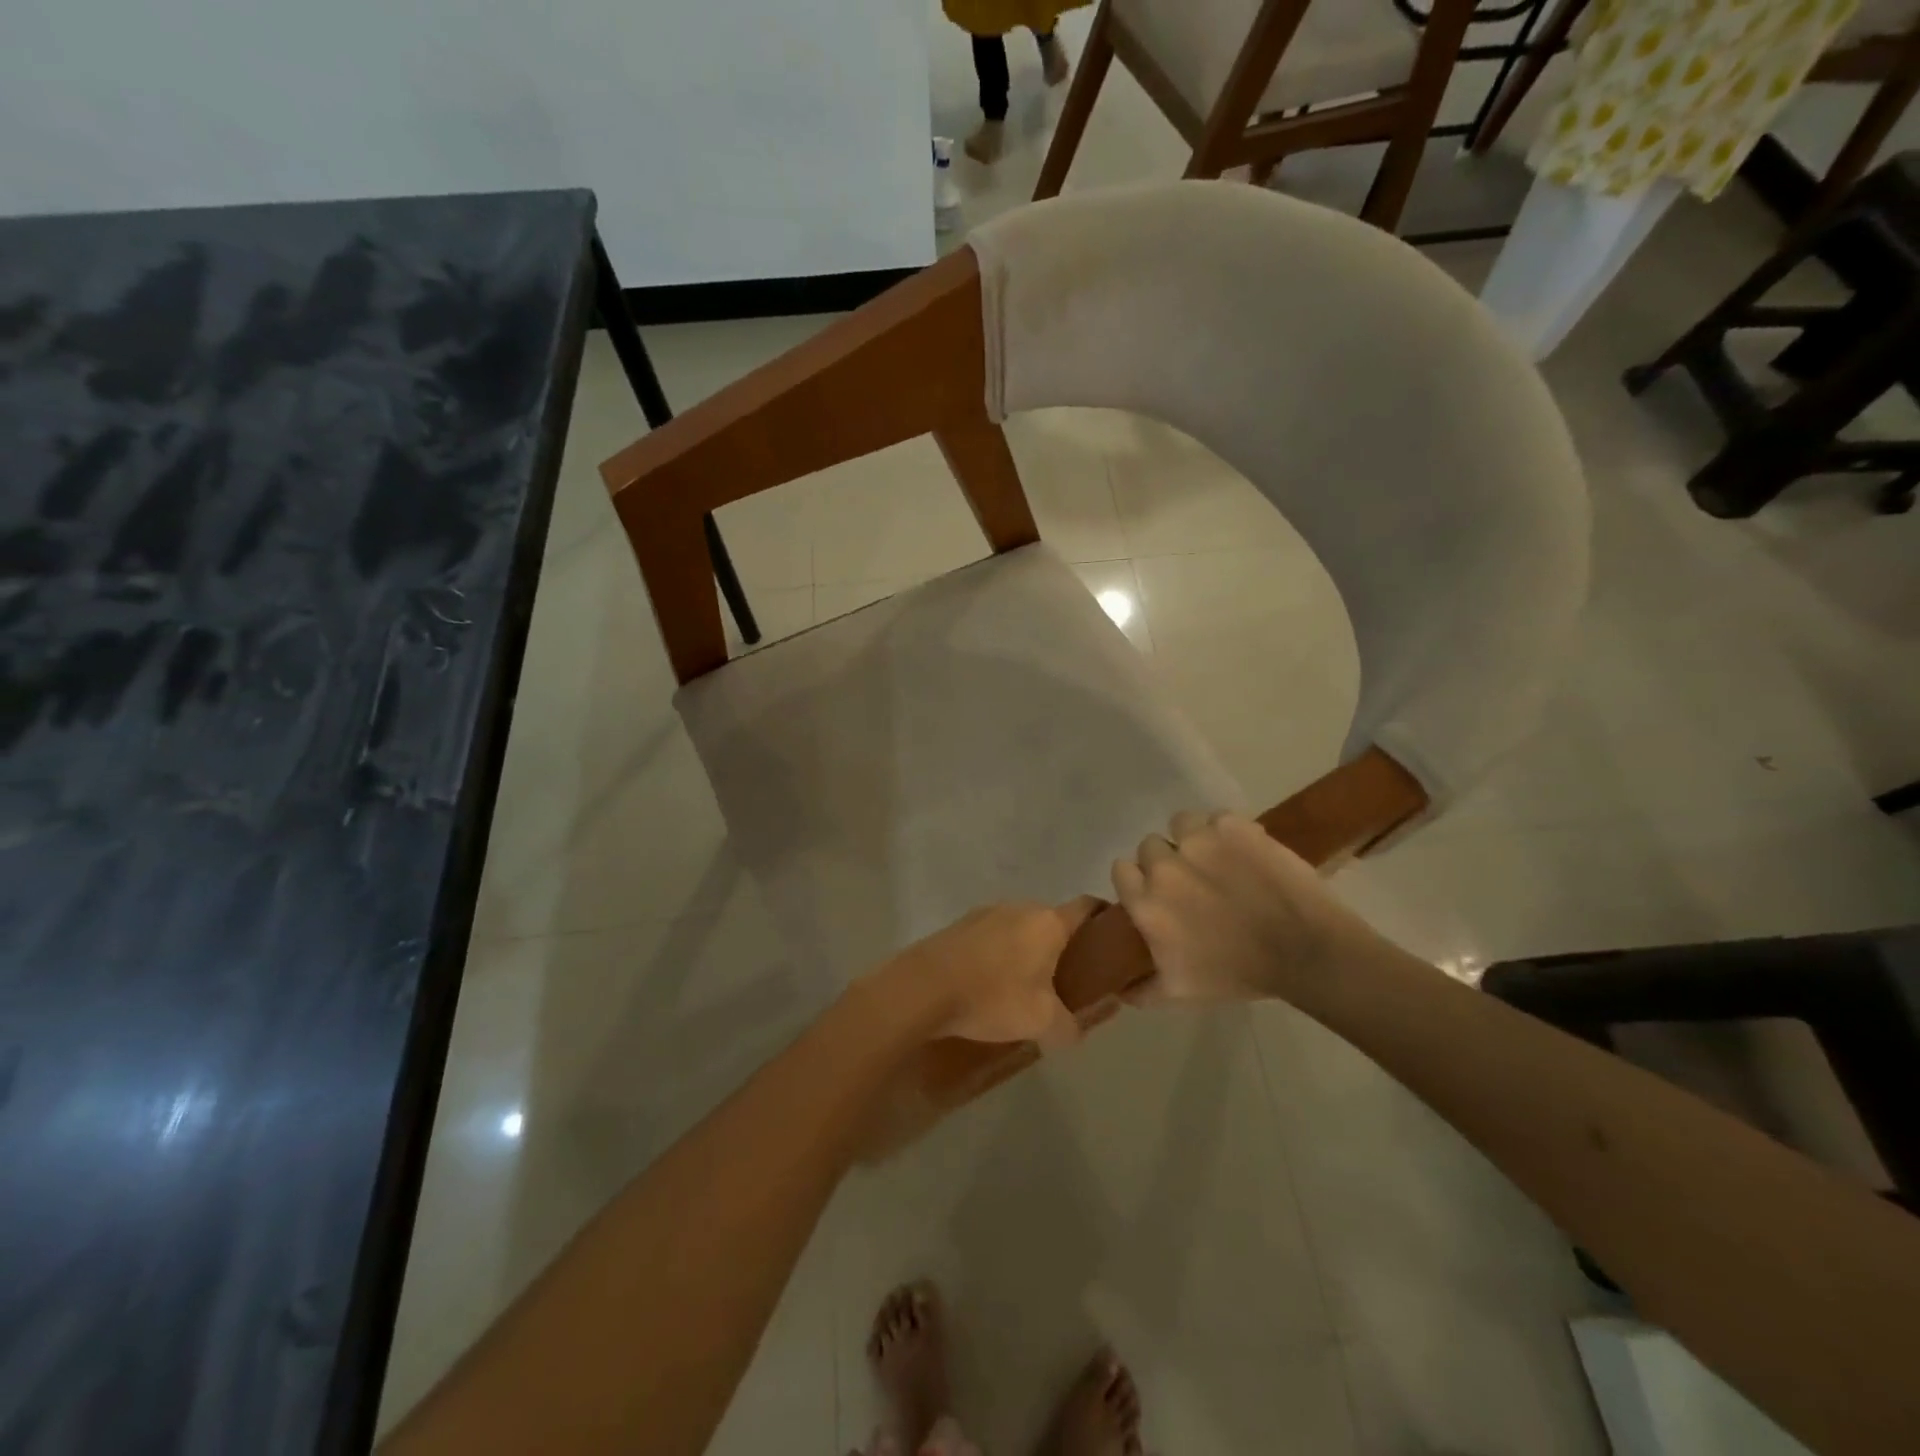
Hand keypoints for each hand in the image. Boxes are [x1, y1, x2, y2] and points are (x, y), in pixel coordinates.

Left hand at [878, 899, 1100, 1047]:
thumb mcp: (1041, 1022)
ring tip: (1028, 984)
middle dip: (1064, 944)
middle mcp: (1020, 907)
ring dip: (1029, 949)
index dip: (1105, 919)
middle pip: (1053, 919)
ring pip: (1021, 927)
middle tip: (1070, 976)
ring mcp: (987, 912)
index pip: (1087, 906)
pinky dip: (1001, 953)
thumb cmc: (992, 997)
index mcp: (1047, 922)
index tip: (1113, 940)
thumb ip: (1068, 1027)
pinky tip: (992, 982)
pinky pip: (993, 935)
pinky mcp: (961, 925)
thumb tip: (1074, 1032)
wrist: (923, 988)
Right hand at [1111, 810, 1378, 1007]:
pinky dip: (1227, 831)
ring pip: (1181, 824)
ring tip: (1218, 857)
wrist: (1304, 952)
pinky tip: (1243, 851)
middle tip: (1194, 879)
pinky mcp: (1233, 827)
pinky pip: (1217, 818)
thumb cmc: (1239, 974)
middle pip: (1150, 846)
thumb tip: (1117, 990)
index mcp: (1146, 903)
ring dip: (1193, 838)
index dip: (1138, 878)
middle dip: (1167, 859)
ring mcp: (1199, 842)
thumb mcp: (1181, 993)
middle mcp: (1164, 866)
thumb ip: (1142, 991)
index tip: (1158, 889)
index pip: (1121, 869)